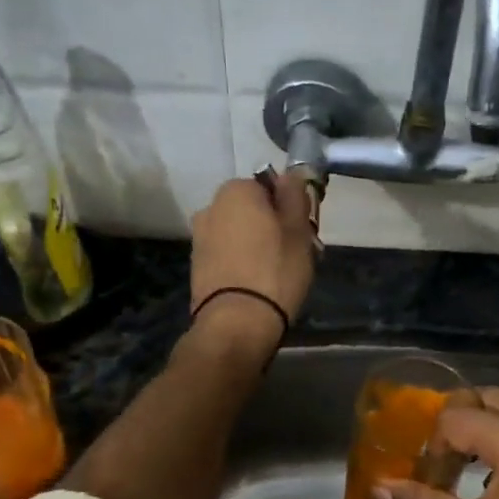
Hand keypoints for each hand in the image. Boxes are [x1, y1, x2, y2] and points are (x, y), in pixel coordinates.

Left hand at [188, 171, 318, 346]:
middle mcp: (210, 207)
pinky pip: (226, 254)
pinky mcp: (196, 266)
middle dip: (270, 225)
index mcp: (236, 191)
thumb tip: (291, 175)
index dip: (288, 207)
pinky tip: (256, 284)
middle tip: (293, 252)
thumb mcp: (299, 230)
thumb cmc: (275, 271)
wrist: (237, 323)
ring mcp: (199, 237)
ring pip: (237, 232)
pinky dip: (240, 262)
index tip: (302, 231)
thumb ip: (295, 196)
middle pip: (250, 209)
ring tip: (275, 273)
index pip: (268, 185)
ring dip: (255, 244)